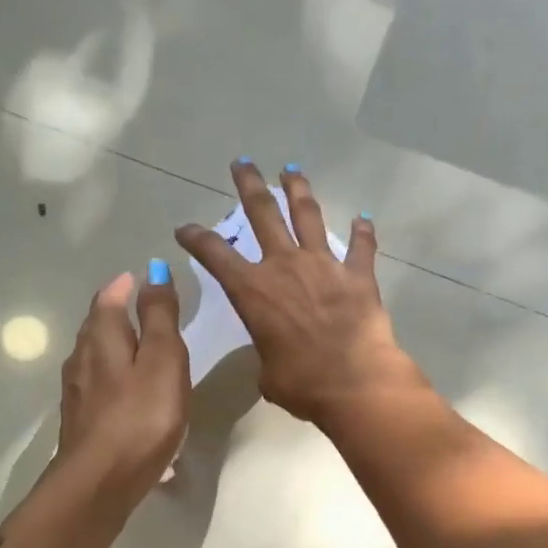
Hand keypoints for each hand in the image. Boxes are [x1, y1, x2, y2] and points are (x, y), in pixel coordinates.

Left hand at [55, 267, 189, 505]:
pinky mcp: (80, 421)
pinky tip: (127, 393)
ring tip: (138, 348)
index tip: (140, 279)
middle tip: (140, 307)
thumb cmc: (141, 415)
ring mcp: (77, 392)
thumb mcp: (162, 358)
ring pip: (95, 357)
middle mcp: (82, 358)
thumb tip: (152, 271)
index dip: (125, 286)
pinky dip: (113, 377)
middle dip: (116, 312)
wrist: (100, 482)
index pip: (109, 299)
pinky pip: (98, 387)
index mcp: (103, 337)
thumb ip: (160, 316)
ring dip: (114, 346)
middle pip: (97, 326)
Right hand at [175, 161, 422, 425]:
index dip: (196, 238)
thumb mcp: (268, 372)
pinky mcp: (358, 273)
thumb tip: (278, 354)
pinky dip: (362, 232)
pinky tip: (363, 218)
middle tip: (242, 163)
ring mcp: (323, 264)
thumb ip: (268, 351)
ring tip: (290, 170)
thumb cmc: (302, 384)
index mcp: (253, 290)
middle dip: (249, 184)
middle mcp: (284, 266)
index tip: (185, 229)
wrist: (354, 382)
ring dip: (297, 189)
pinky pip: (361, 246)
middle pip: (262, 212)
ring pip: (307, 214)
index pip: (214, 254)